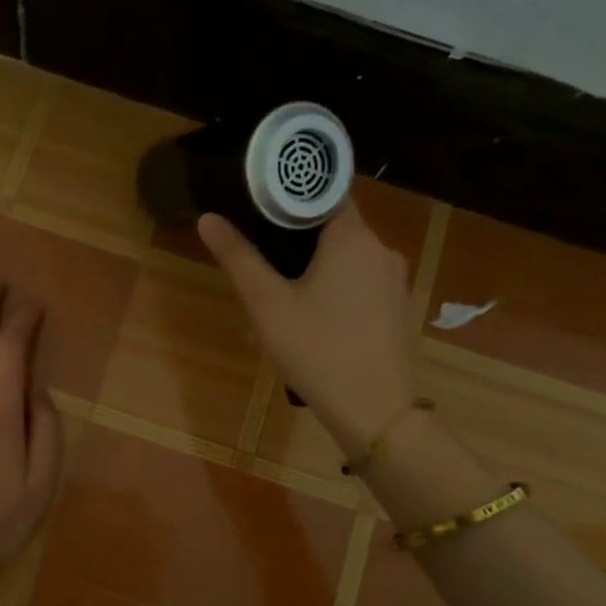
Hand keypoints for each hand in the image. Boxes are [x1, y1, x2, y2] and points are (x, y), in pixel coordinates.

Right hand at [198, 202, 417, 451]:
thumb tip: (207, 219)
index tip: (261, 208)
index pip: (325, 193)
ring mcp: (395, 282)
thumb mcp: (267, 305)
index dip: (292, 196)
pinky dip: (334, 295)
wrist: (375, 413)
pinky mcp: (398, 310)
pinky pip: (360, 288)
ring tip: (278, 305)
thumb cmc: (317, 351)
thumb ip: (238, 258)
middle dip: (295, 245)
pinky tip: (310, 327)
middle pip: (333, 230)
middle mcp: (382, 250)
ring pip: (346, 263)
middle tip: (262, 269)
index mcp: (353, 238)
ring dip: (312, 274)